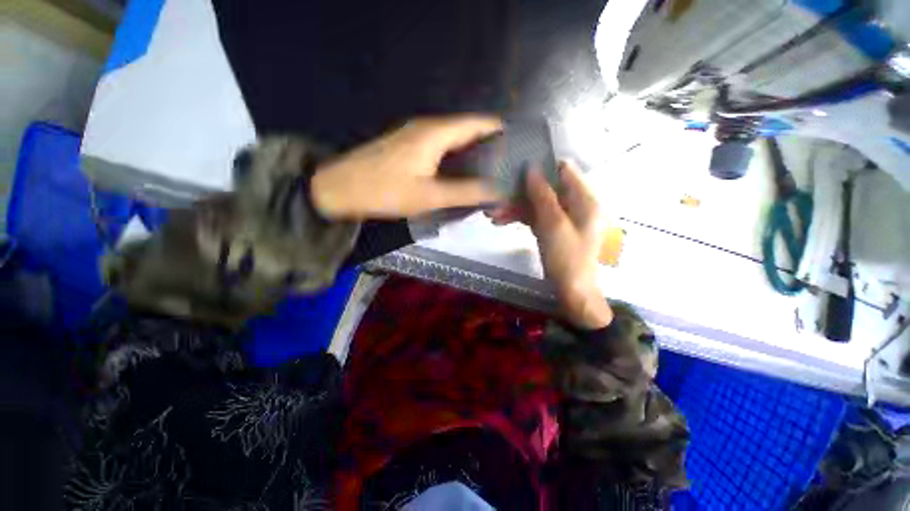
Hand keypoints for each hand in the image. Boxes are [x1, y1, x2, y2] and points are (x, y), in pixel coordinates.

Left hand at [311, 115, 502, 218]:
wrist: (340, 189)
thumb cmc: (385, 191)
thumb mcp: (430, 196)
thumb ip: (465, 192)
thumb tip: (496, 191)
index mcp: (436, 133)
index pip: (478, 123)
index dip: (500, 131)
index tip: (519, 148)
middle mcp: (428, 127)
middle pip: (467, 130)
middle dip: (489, 145)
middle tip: (506, 167)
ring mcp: (416, 135)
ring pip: (454, 139)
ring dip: (472, 153)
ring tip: (490, 172)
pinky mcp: (408, 146)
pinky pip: (441, 147)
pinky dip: (456, 158)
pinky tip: (461, 174)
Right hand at [489, 161, 612, 328]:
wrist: (572, 292)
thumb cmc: (567, 258)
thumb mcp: (553, 225)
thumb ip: (543, 195)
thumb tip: (532, 168)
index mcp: (585, 199)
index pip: (564, 171)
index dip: (542, 167)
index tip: (518, 168)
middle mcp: (576, 205)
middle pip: (546, 189)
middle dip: (520, 193)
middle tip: (496, 197)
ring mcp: (564, 218)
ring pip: (537, 204)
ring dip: (515, 208)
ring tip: (492, 214)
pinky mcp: (553, 229)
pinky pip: (536, 217)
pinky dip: (520, 218)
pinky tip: (501, 221)